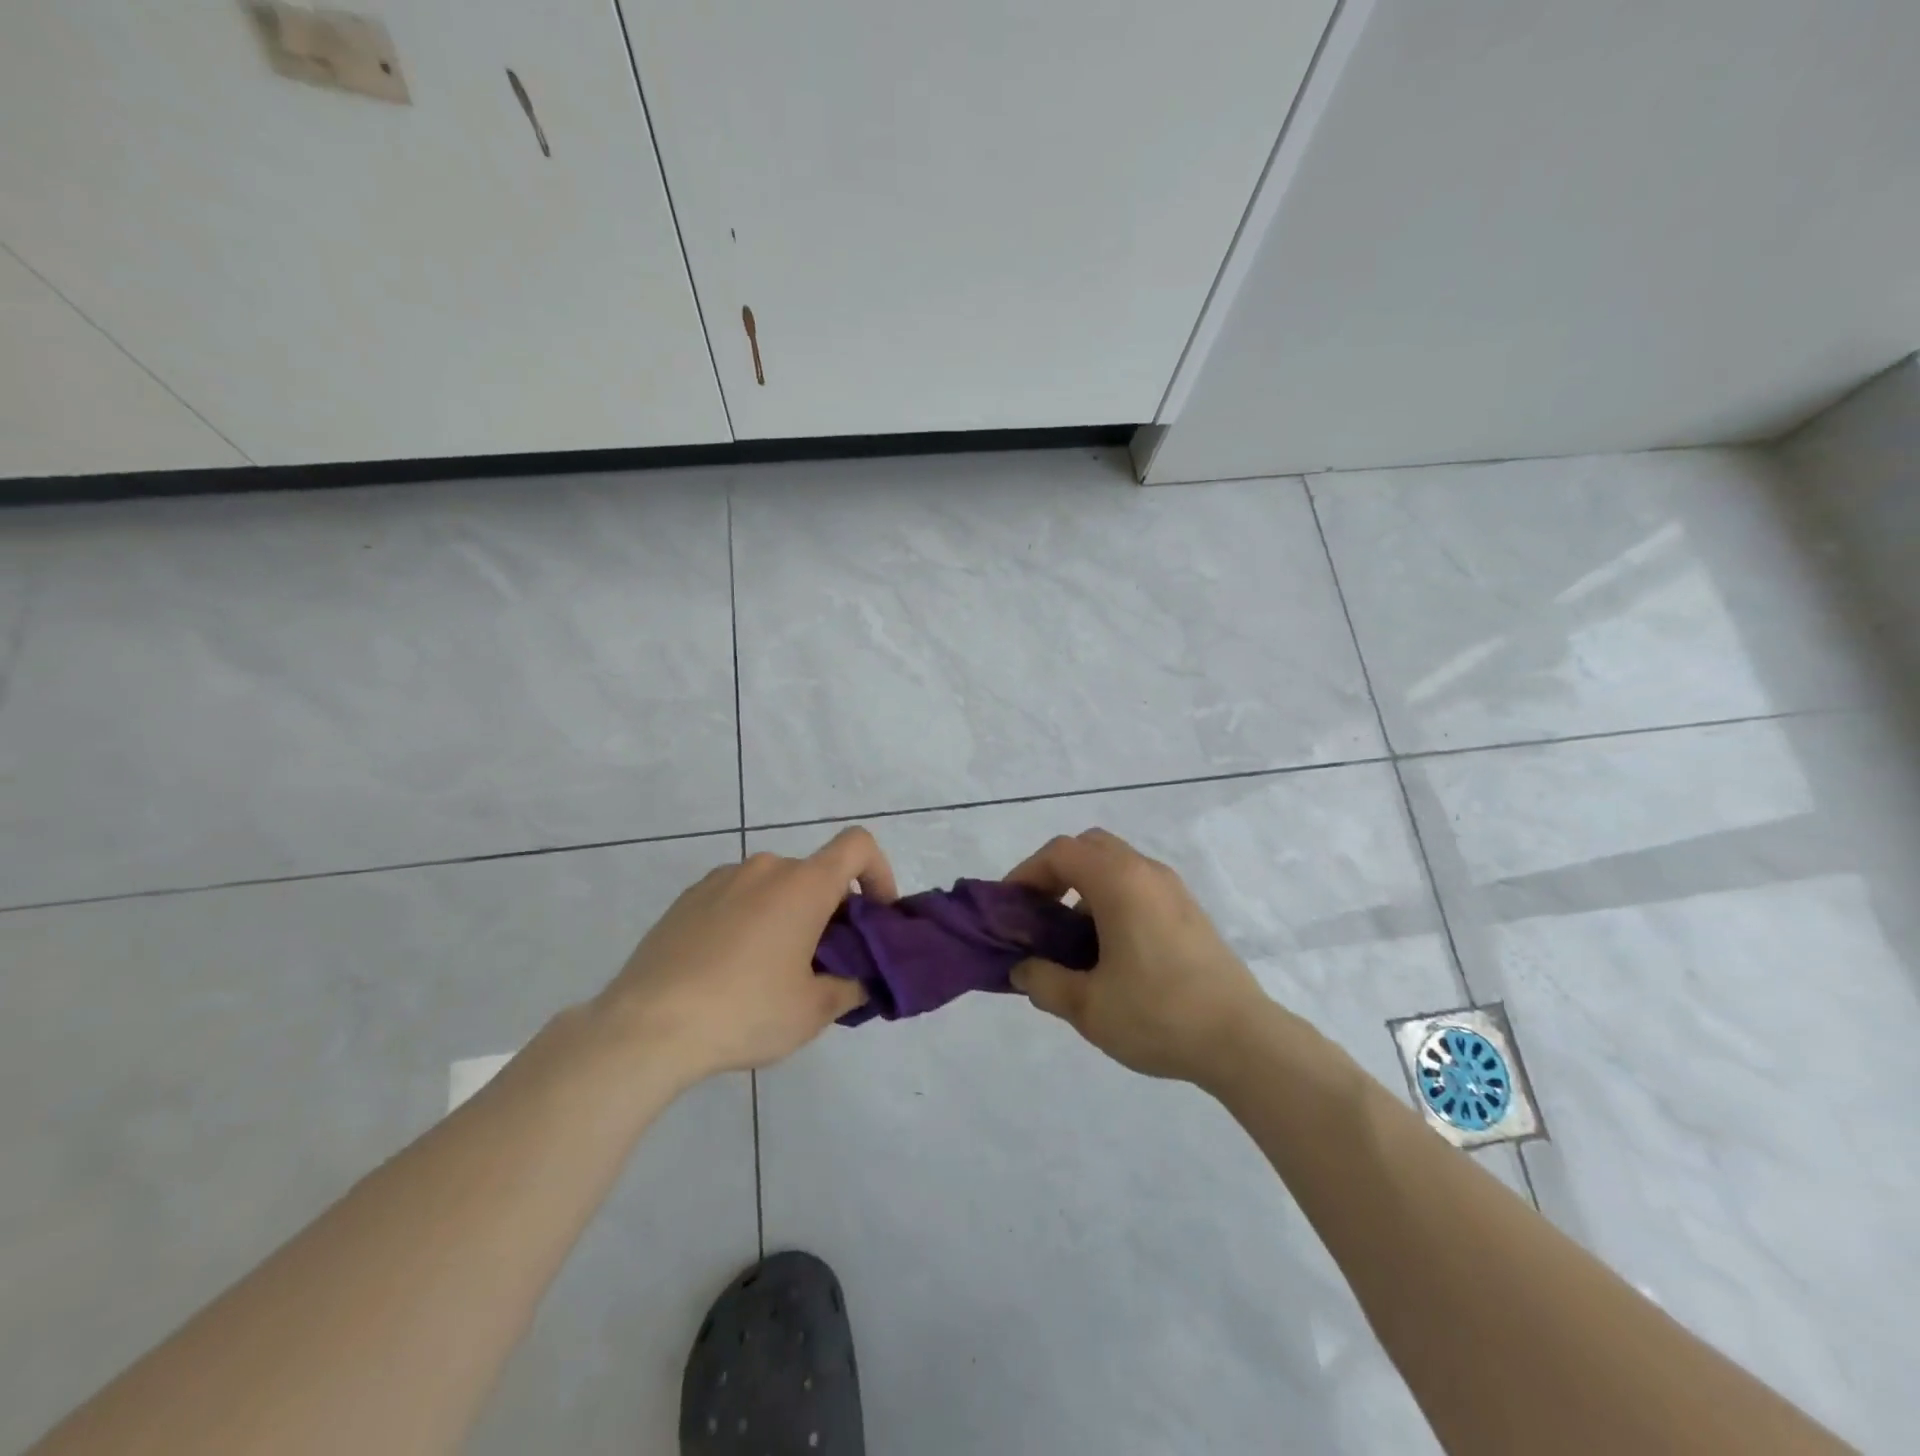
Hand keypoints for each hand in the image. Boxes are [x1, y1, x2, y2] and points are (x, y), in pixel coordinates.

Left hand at [593, 827, 896, 1087]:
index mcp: (804, 884)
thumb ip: (851, 987)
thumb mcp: (813, 1011)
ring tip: (772, 970)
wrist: (646, 1026)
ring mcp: (721, 879)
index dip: (879, 872)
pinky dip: (750, 919)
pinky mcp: (688, 898)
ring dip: (788, 915)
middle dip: (831, 910)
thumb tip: (860, 979)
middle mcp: (765, 867)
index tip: (875, 916)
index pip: (858, 846)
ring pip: (775, 887)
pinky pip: (737, 897)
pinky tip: (730, 968)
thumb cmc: (745, 1011)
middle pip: (816, 874)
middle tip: (824, 962)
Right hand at [1004, 828, 1269, 1084]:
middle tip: (1040, 913)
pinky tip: (1110, 950)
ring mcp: (1173, 890)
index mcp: (1119, 882)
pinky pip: (1139, 885)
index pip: (1060, 852)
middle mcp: (1146, 872)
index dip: (1027, 873)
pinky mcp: (1190, 911)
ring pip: (1117, 865)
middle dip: (1056, 872)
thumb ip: (1044, 982)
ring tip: (1072, 939)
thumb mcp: (1087, 1006)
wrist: (1242, 1040)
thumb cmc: (1158, 1014)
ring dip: (1085, 887)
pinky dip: (1112, 899)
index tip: (1011, 908)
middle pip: (1090, 847)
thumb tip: (1022, 969)